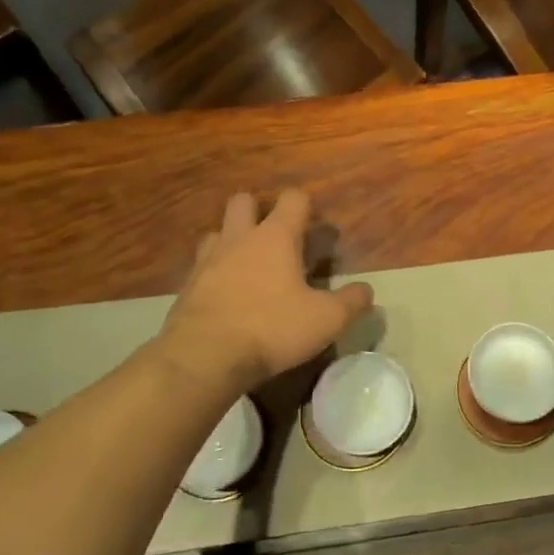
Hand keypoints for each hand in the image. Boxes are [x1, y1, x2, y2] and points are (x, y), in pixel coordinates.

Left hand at [160, 190, 373, 392]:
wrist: (204, 356)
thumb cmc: (272, 328)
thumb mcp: (326, 320)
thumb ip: (351, 302)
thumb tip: (366, 290)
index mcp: (275, 237)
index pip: (293, 198)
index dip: (307, 206)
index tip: (316, 229)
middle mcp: (239, 238)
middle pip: (244, 201)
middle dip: (259, 211)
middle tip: (276, 239)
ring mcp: (208, 260)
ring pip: (217, 232)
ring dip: (232, 241)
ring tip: (248, 266)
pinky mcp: (187, 286)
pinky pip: (202, 267)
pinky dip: (215, 273)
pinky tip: (227, 296)